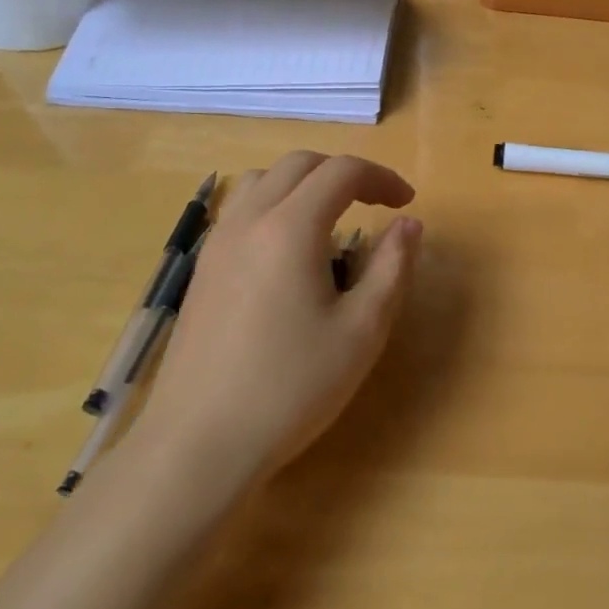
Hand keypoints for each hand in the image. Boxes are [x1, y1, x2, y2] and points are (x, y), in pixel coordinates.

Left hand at [135, 153, 421, 486]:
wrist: (199, 444)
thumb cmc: (291, 387)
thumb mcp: (362, 330)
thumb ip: (392, 267)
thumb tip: (409, 225)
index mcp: (290, 227)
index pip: (341, 172)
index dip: (381, 178)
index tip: (406, 204)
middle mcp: (248, 220)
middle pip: (299, 164)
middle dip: (344, 173)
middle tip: (375, 205)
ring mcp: (217, 243)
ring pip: (262, 180)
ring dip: (304, 183)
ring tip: (330, 220)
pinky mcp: (202, 269)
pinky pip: (240, 209)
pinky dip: (273, 204)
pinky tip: (286, 252)